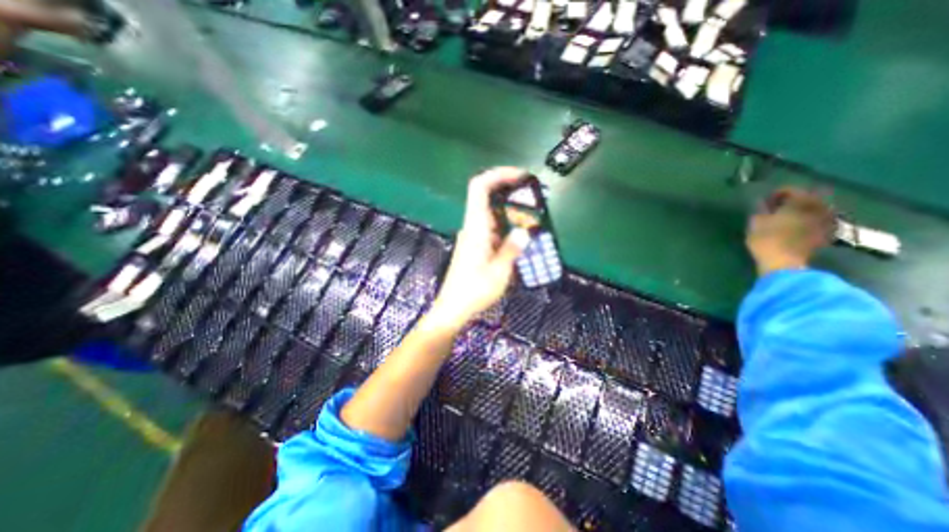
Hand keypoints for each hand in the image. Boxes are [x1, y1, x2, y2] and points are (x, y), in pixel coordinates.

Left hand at [432, 169, 531, 326]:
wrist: (453, 308)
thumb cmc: (474, 291)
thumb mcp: (499, 272)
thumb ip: (512, 249)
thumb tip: (524, 231)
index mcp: (476, 228)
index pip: (480, 188)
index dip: (498, 175)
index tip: (520, 176)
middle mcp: (472, 227)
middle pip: (486, 197)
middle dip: (509, 191)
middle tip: (532, 197)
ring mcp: (472, 237)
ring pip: (490, 213)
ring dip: (509, 211)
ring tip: (531, 218)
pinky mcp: (474, 246)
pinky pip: (491, 228)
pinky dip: (505, 226)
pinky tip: (519, 236)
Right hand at [744, 184, 832, 274]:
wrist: (783, 262)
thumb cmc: (766, 239)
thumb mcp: (755, 222)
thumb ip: (760, 209)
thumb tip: (761, 201)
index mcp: (801, 201)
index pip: (790, 190)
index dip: (776, 194)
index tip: (764, 202)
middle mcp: (819, 206)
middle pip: (809, 197)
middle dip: (795, 201)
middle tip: (779, 207)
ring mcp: (826, 220)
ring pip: (816, 209)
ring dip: (804, 211)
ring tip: (788, 217)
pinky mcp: (827, 234)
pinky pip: (820, 221)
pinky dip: (810, 221)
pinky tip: (799, 226)